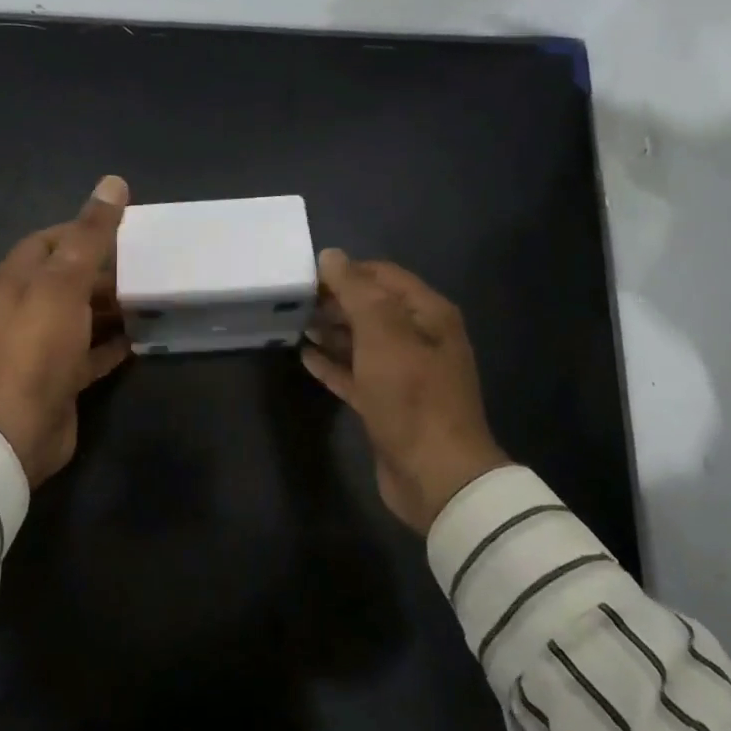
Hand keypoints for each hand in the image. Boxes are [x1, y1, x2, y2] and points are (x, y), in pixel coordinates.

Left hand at [0, 175, 132, 487]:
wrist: (20, 427)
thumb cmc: (40, 344)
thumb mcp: (66, 281)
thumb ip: (91, 234)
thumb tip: (113, 182)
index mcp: (18, 277)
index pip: (51, 240)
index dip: (85, 231)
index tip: (125, 231)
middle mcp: (25, 306)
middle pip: (68, 277)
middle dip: (105, 271)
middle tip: (147, 267)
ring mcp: (42, 343)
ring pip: (81, 314)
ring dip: (111, 307)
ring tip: (151, 298)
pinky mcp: (59, 375)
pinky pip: (89, 351)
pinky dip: (111, 343)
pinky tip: (141, 338)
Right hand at [301, 248, 509, 532]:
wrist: (436, 475)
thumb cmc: (411, 395)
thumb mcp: (383, 334)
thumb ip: (355, 291)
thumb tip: (331, 255)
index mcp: (428, 315)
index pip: (384, 276)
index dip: (347, 271)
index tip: (308, 274)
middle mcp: (419, 339)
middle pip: (372, 307)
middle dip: (336, 300)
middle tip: (296, 300)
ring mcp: (403, 374)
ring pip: (362, 341)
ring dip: (331, 331)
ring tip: (295, 322)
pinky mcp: (387, 404)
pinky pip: (355, 374)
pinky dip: (333, 364)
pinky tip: (305, 356)